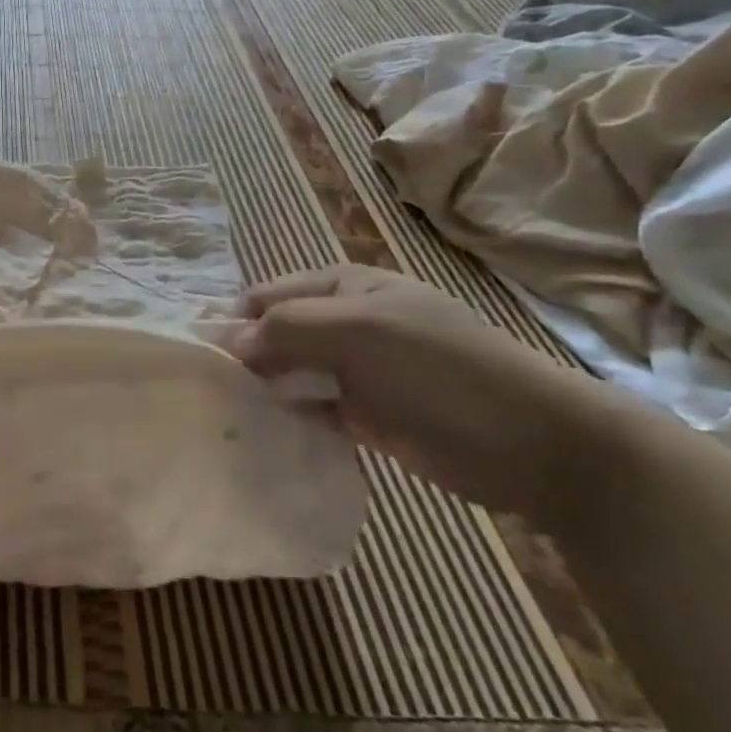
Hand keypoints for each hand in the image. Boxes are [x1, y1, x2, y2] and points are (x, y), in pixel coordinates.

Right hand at [234, 267, 623, 523]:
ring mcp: (354, 371)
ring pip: (289, 374)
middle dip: (241, 358)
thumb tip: (227, 340)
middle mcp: (343, 323)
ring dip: (260, 391)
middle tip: (202, 394)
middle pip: (274, 335)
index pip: (266, 296)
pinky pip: (310, 411)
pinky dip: (286, 419)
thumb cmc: (441, 369)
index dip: (231, 322)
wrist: (534, 444)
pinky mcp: (364, 416)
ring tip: (219, 418)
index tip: (197, 359)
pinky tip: (259, 436)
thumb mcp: (360, 331)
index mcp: (342, 288)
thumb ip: (289, 328)